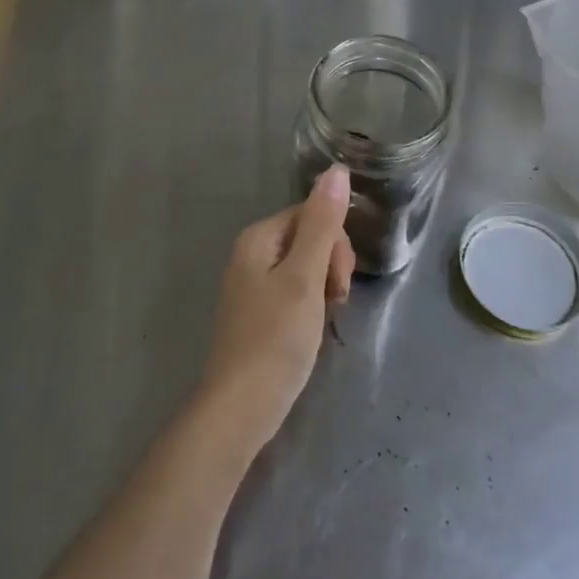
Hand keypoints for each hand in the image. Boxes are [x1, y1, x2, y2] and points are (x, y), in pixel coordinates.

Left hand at [198, 165, 355, 455]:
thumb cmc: (275, 339)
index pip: (311, 215)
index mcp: (258, 238)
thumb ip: (322, 224)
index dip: (334, 244)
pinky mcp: (258, 315)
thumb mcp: (305, 277)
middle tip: (334, 302)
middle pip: (308, 238)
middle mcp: (251, 255)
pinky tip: (312, 330)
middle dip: (330, 265)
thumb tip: (336, 169)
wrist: (240, 409)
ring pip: (305, 268)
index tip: (338, 281)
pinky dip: (311, 306)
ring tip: (324, 319)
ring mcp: (252, 286)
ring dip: (324, 287)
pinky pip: (294, 292)